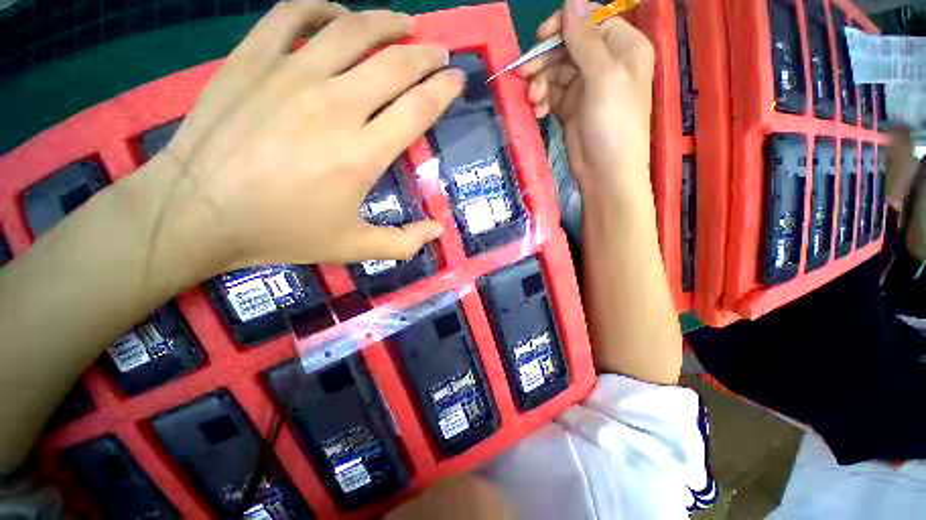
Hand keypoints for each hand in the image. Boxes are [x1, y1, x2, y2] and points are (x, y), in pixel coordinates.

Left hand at [151, 1, 462, 273]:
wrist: (196, 213)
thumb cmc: (281, 232)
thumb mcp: (353, 248)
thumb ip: (402, 243)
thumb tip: (437, 232)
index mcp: (362, 153)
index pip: (418, 108)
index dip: (443, 90)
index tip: (457, 79)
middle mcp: (335, 105)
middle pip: (395, 64)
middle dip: (427, 55)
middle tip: (441, 51)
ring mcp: (290, 75)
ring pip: (352, 30)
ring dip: (387, 23)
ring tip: (405, 23)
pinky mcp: (251, 60)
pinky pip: (293, 15)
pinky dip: (322, 8)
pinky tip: (338, 15)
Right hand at [518, 0, 653, 199]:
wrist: (606, 172)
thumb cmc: (614, 123)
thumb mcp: (604, 77)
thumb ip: (585, 40)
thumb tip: (571, 0)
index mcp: (623, 47)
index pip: (589, 22)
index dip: (564, 26)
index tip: (540, 38)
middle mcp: (605, 63)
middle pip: (567, 48)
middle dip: (545, 61)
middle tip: (524, 75)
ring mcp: (586, 88)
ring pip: (555, 73)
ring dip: (540, 84)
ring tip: (533, 100)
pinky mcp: (571, 108)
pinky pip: (551, 94)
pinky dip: (542, 100)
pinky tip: (538, 112)